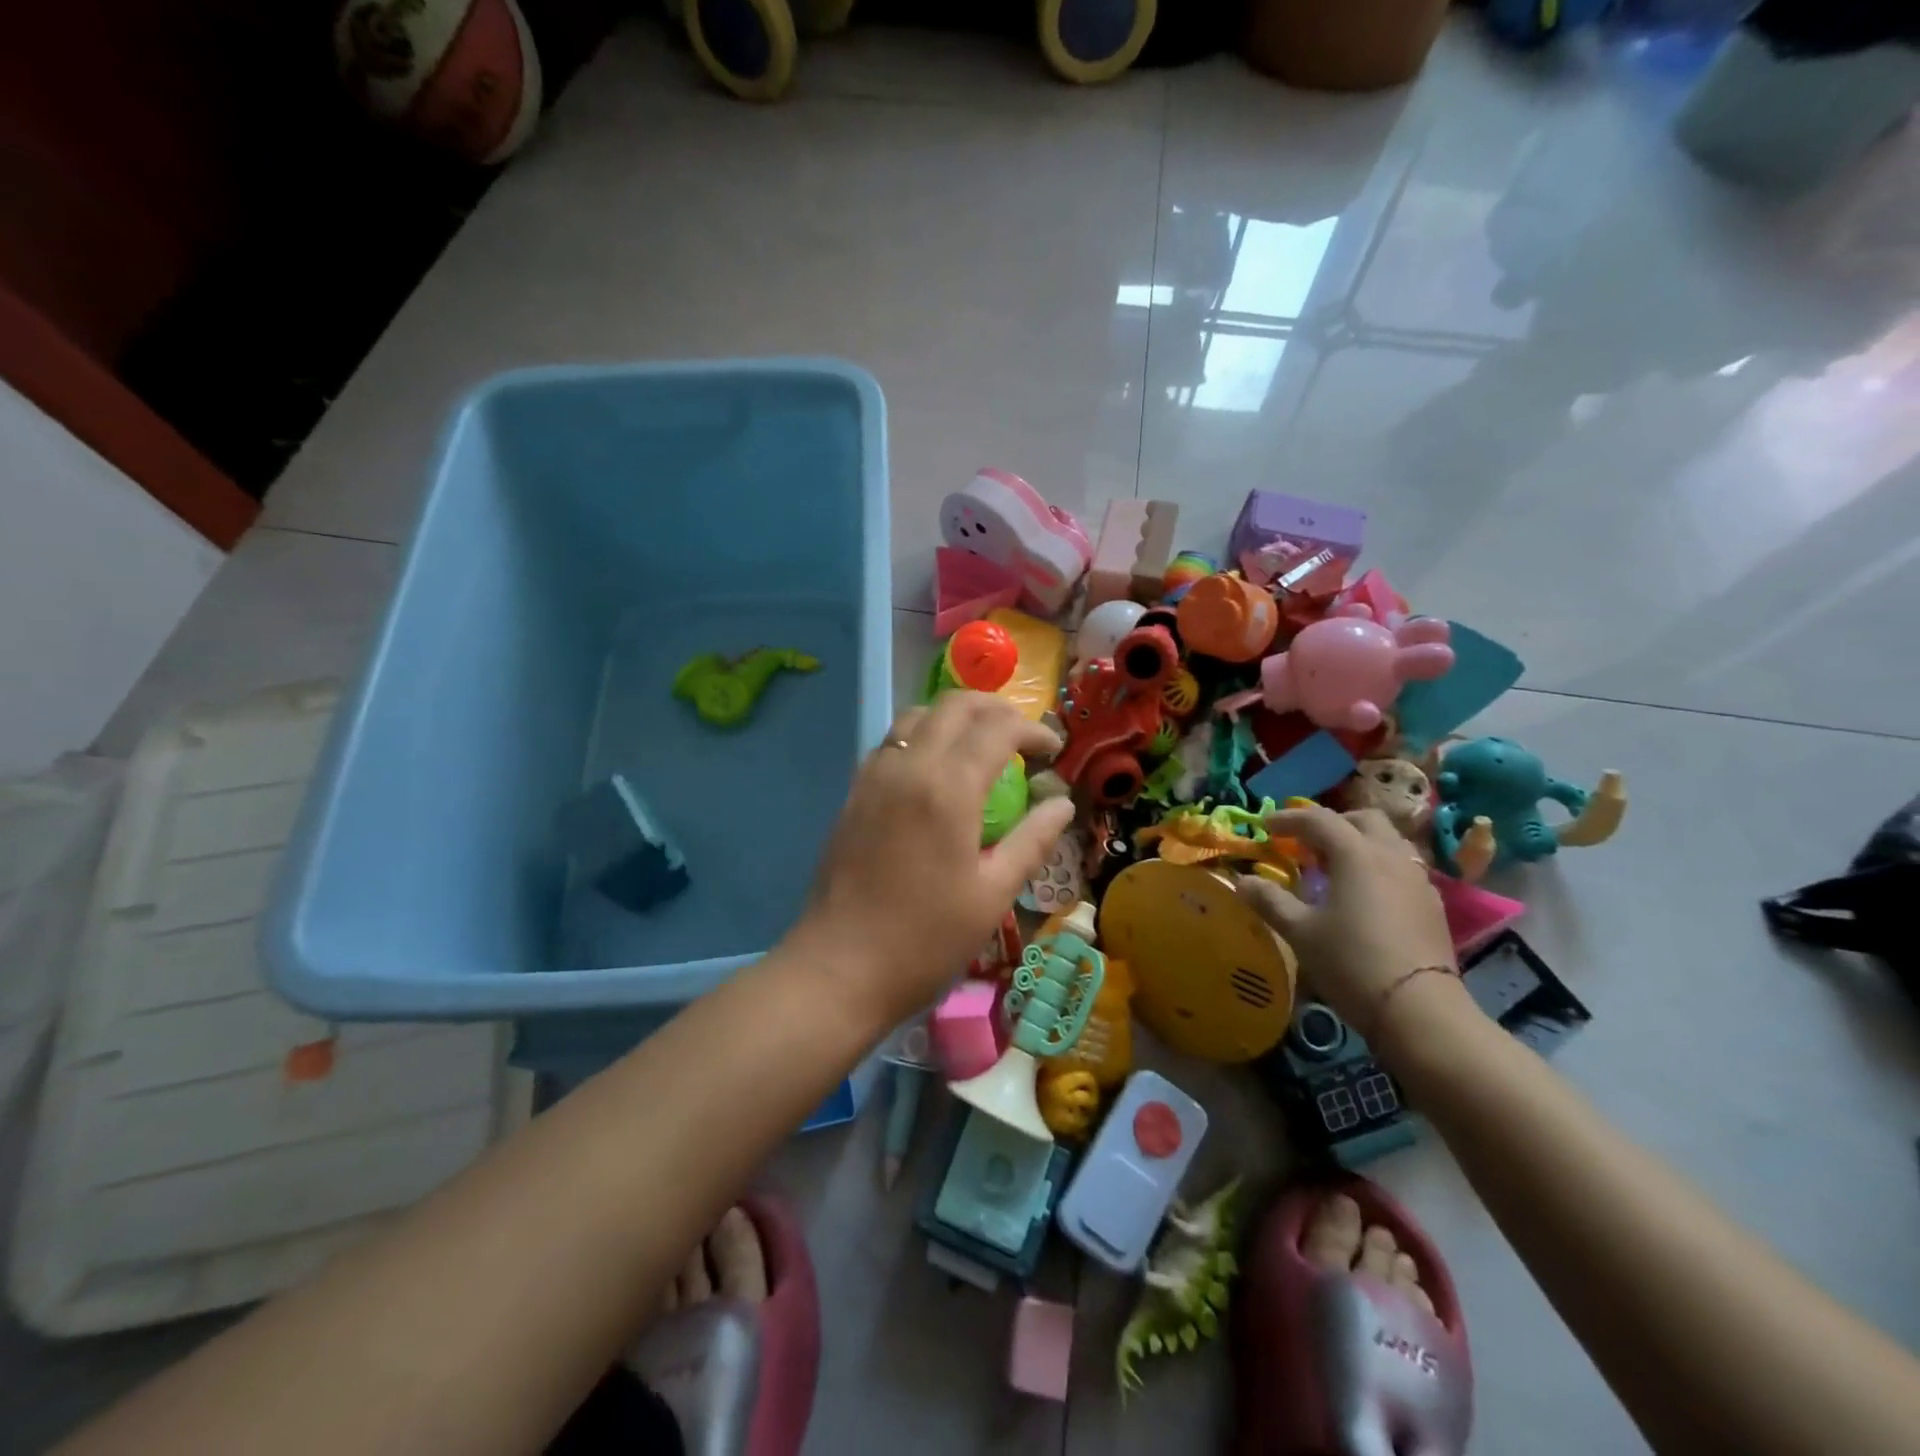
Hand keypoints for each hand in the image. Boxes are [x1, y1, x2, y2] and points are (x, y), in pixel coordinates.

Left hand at [791, 692, 1076, 1025]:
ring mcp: (874, 776)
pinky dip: (923, 737)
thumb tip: (1063, 804)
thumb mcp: (992, 895)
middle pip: (954, 705)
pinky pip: (892, 742)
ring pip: (917, 716)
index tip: (1052, 750)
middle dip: (995, 709)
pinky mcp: (853, 793)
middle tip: (1021, 737)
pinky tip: (936, 772)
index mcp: (948, 788)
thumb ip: (1032, 840)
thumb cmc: (925, 939)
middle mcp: (909, 766)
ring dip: (955, 718)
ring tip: (980, 746)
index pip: (997, 729)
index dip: (1032, 730)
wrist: (839, 968)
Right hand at [1235, 805, 1456, 1042]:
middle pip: (1363, 820)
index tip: (1266, 826)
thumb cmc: (1351, 962)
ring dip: (1359, 843)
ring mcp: (1418, 879)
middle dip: (1332, 823)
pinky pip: (1402, 867)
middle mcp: (1390, 856)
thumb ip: (1270, 901)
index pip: (1319, 820)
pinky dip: (1378, 866)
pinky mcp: (1432, 905)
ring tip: (1335, 867)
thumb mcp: (1300, 932)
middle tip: (1306, 843)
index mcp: (1355, 854)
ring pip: (1389, 841)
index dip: (1289, 819)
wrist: (1419, 1010)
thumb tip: (1242, 881)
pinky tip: (1364, 895)